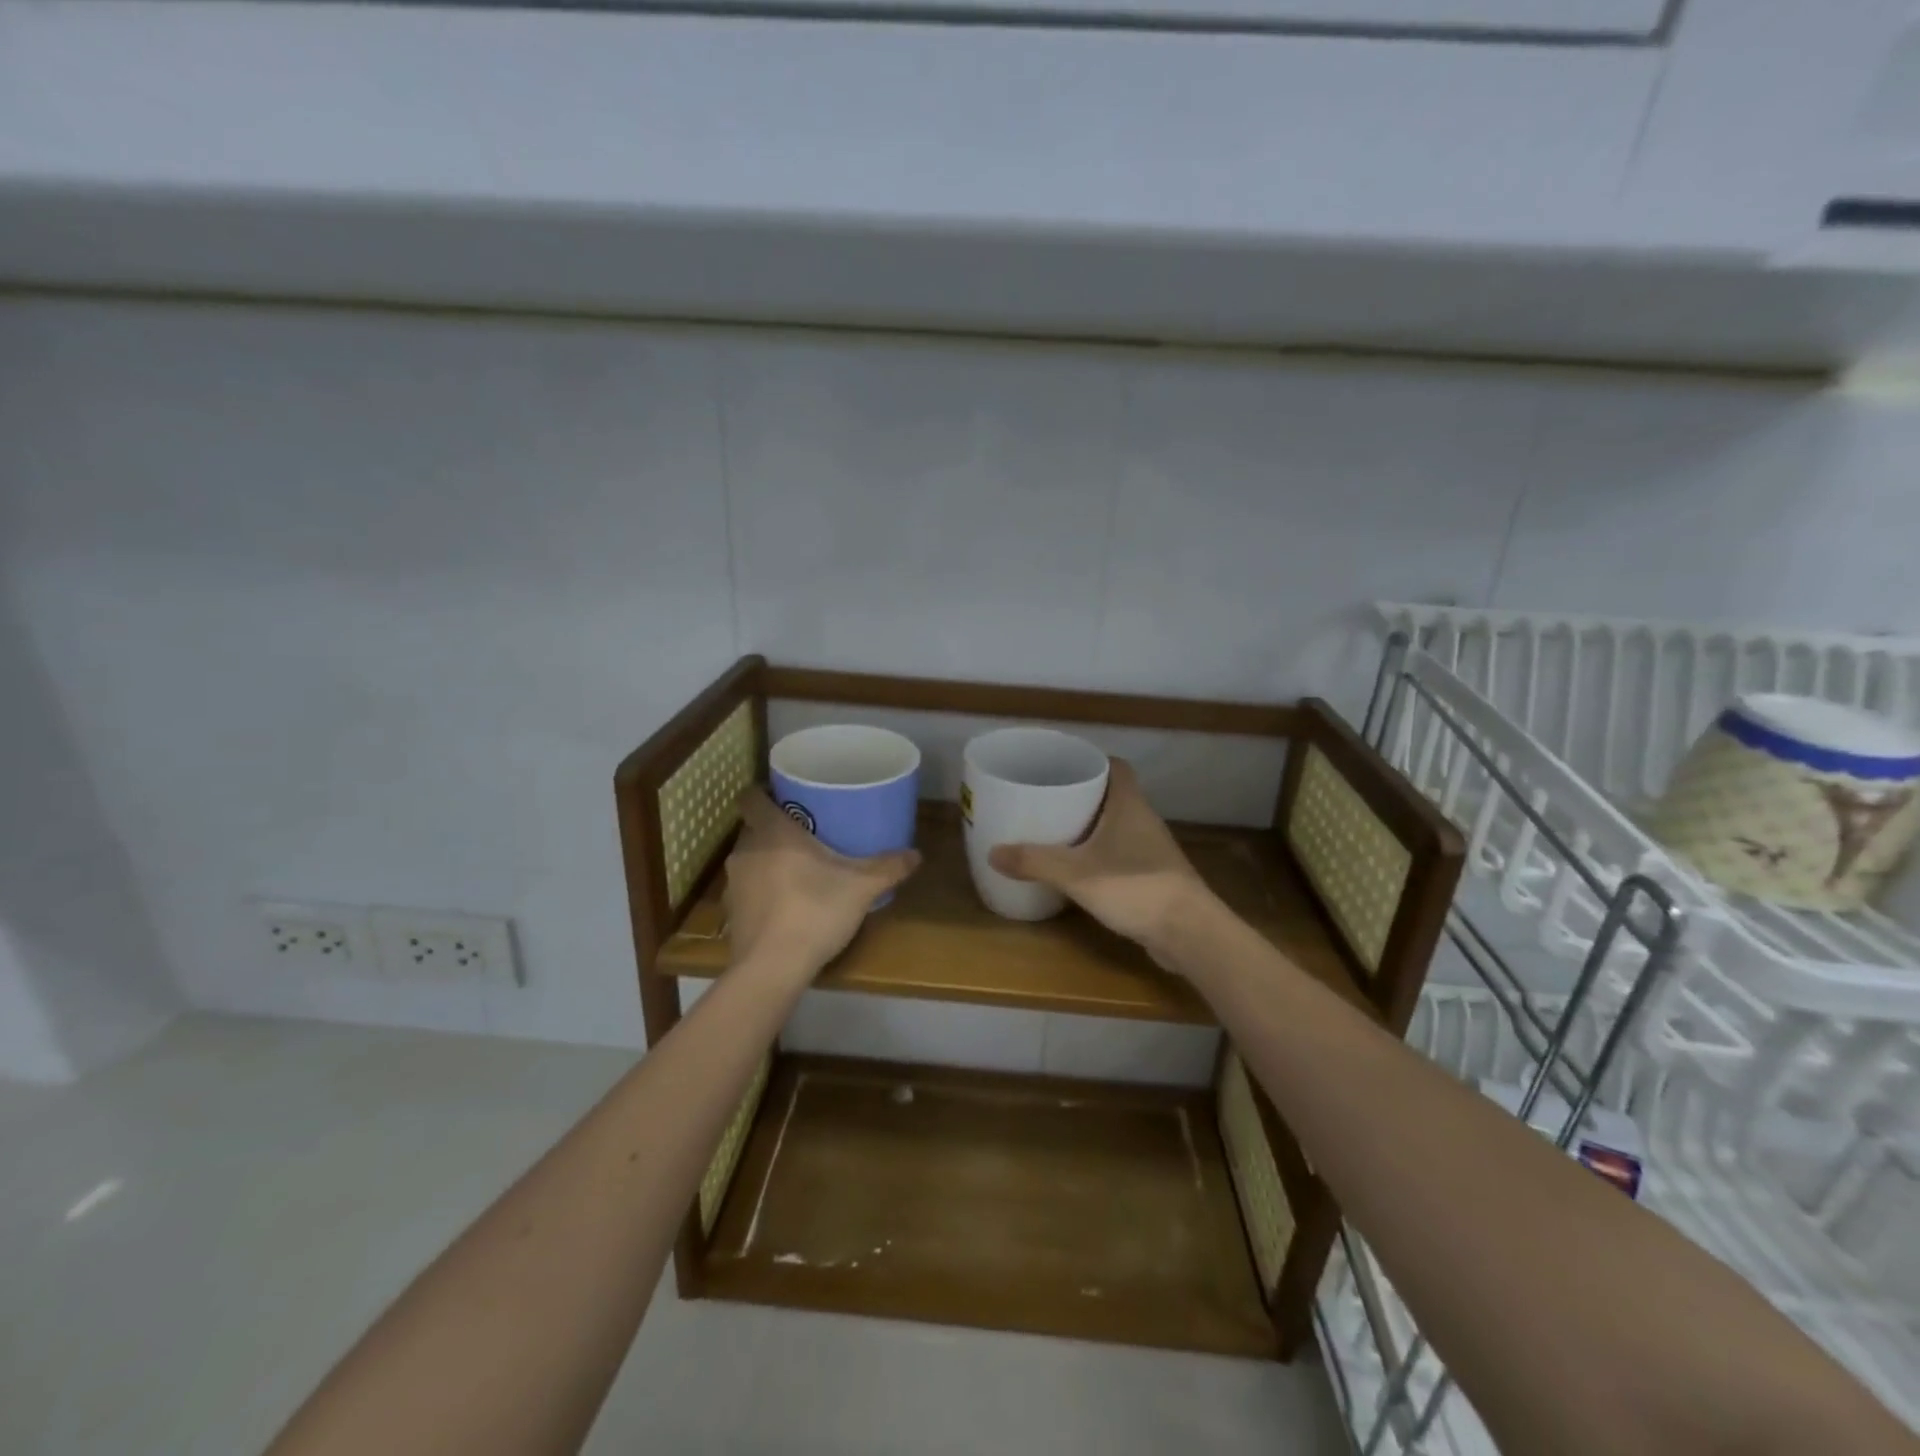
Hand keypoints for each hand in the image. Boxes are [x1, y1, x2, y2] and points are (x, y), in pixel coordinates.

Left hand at [724, 789, 921, 980]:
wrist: (772, 968)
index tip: (786, 796)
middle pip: (754, 828)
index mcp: (772, 832)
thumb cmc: (814, 911)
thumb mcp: (861, 887)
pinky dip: (764, 891)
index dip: (764, 793)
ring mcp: (734, 883)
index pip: (751, 797)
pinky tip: (787, 904)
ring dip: (769, 860)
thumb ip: (888, 867)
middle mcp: (746, 850)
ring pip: (751, 859)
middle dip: (776, 828)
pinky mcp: (732, 913)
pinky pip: (749, 889)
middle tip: (807, 833)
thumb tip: (916, 854)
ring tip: (800, 868)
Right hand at [988, 759, 1214, 969]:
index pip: (1116, 767)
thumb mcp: (1076, 874)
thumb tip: (992, 852)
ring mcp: (1152, 849)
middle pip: (1114, 795)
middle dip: (1083, 795)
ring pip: (1118, 825)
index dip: (1092, 761)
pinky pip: (1122, 853)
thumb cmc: (1135, 888)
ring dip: (1092, 826)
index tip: (1063, 765)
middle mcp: (1144, 820)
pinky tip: (1080, 869)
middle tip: (1048, 798)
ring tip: (1056, 831)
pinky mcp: (1154, 876)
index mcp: (1130, 805)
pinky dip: (1101, 854)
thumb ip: (1035, 862)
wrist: (1189, 932)